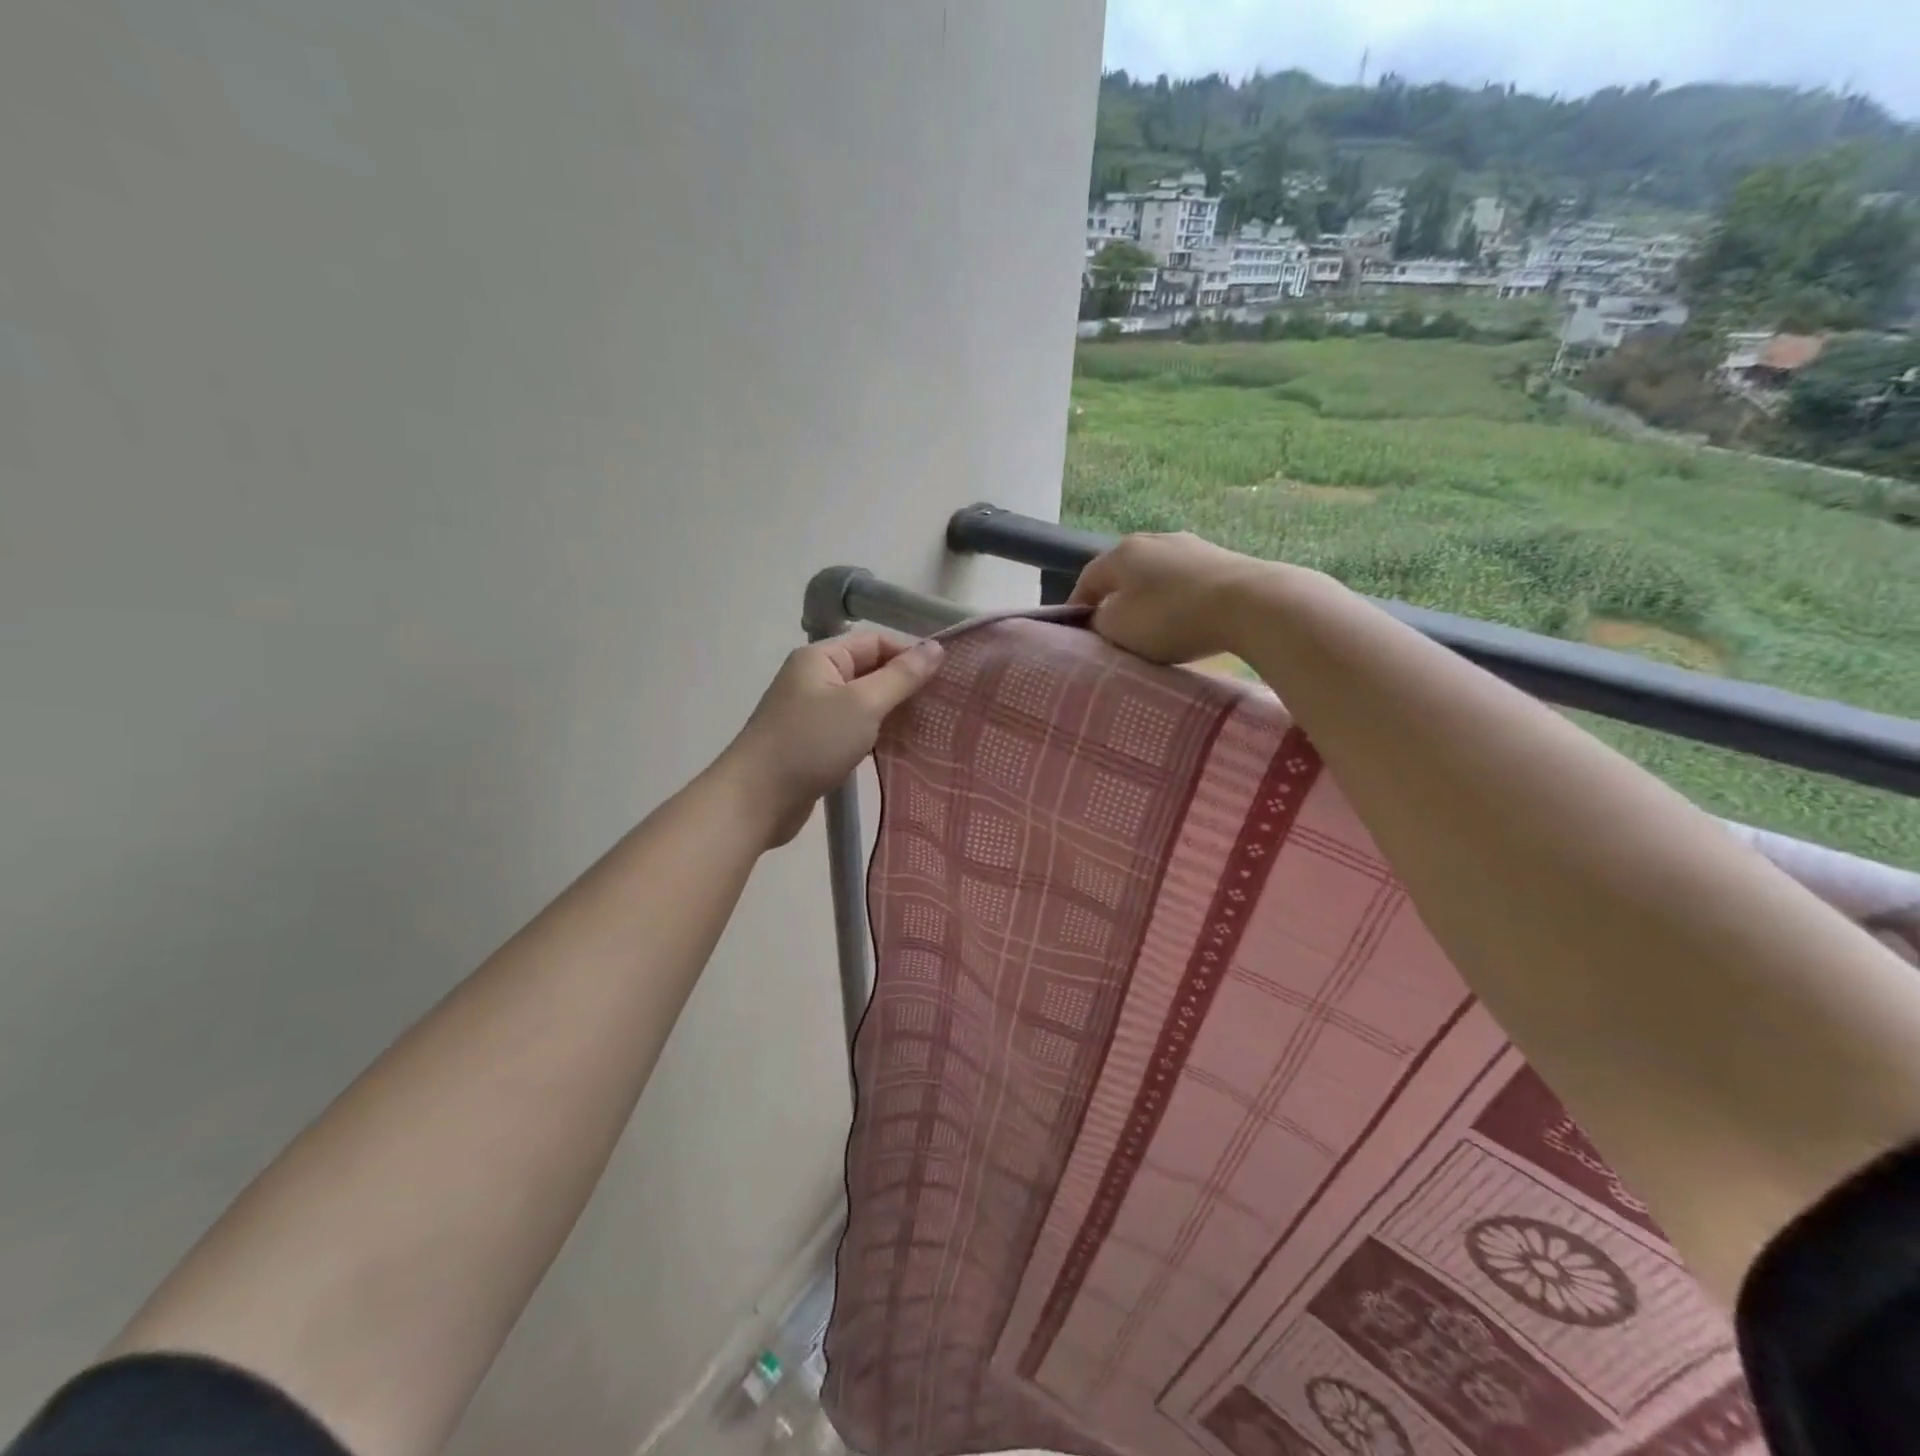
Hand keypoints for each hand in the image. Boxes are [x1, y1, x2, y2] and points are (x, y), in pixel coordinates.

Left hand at [720, 633, 944, 847]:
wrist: (756, 800)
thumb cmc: (810, 743)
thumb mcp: (863, 705)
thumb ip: (901, 676)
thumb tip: (936, 647)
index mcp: (821, 658)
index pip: (876, 642)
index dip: (911, 655)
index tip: (946, 680)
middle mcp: (815, 678)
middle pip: (870, 671)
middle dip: (905, 686)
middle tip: (944, 706)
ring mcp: (813, 712)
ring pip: (863, 703)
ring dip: (893, 714)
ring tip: (930, 728)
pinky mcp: (814, 743)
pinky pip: (853, 729)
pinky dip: (876, 735)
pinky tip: (901, 748)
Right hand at [1069, 532, 1272, 663]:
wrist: (1249, 604)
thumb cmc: (1171, 617)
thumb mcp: (1118, 628)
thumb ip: (1099, 622)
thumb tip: (1102, 617)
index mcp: (1121, 553)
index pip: (1087, 579)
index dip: (1077, 607)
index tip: (1078, 633)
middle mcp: (1153, 539)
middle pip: (1123, 574)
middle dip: (1115, 601)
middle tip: (1114, 632)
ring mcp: (1190, 546)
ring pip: (1156, 575)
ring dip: (1148, 599)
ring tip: (1152, 627)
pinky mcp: (1221, 559)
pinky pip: (1185, 581)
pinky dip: (1178, 599)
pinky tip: (1186, 619)